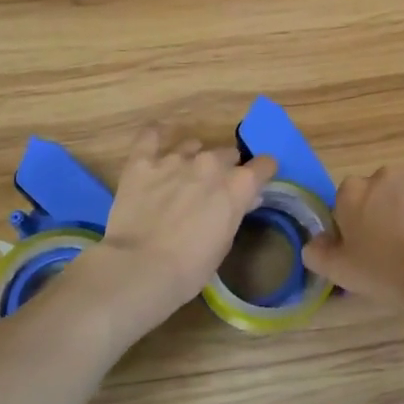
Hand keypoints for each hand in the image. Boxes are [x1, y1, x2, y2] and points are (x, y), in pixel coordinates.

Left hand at [91, 126, 276, 336]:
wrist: (140, 268)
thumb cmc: (190, 267)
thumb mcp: (225, 242)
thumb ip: (235, 212)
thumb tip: (246, 198)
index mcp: (237, 185)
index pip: (263, 165)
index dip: (261, 172)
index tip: (256, 182)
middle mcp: (210, 163)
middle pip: (227, 154)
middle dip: (225, 168)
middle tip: (213, 190)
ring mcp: (174, 159)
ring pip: (192, 145)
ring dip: (193, 157)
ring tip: (183, 175)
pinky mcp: (142, 162)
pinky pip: (150, 136)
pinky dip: (155, 135)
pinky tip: (156, 137)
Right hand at [302, 168, 403, 306]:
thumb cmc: (384, 272)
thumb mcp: (339, 271)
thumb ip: (316, 253)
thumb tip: (315, 242)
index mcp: (352, 192)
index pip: (346, 201)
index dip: (352, 223)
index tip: (363, 247)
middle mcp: (382, 176)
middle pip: (377, 193)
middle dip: (381, 212)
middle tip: (390, 246)